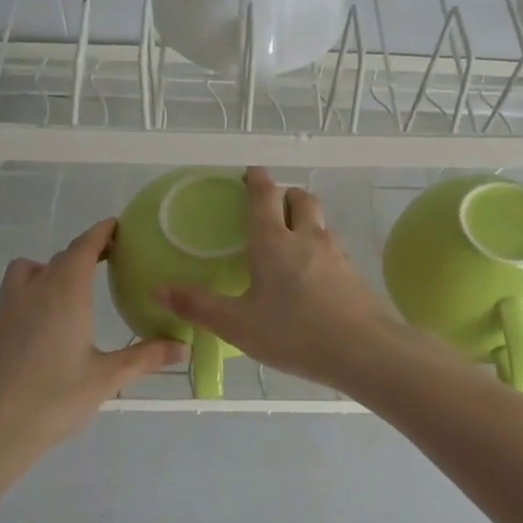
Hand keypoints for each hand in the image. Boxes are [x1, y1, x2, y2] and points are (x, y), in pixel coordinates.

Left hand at [0, 219, 182, 468]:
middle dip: (84, 252)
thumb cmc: (52, 400)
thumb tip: (183, 346)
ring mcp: (7, 309)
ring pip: (28, 271)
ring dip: (51, 269)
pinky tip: (50, 324)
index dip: (102, 232)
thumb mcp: (106, 379)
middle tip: (110, 260)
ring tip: (73, 290)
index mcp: (64, 293)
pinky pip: (16, 294)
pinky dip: (35, 292)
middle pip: (59, 257)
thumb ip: (145, 358)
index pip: (84, 247)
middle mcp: (33, 291)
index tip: (118, 226)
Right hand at [156, 167, 407, 392]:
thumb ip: (199, 306)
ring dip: (306, 220)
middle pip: (301, 199)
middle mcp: (306, 239)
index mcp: (274, 242)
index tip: (251, 172)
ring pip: (320, 223)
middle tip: (271, 205)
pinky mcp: (353, 275)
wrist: (364, 350)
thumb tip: (158, 288)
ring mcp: (335, 255)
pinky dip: (320, 249)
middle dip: (286, 194)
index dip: (257, 179)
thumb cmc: (294, 333)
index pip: (264, 197)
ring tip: (291, 239)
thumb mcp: (238, 324)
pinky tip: (313, 275)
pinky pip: (333, 249)